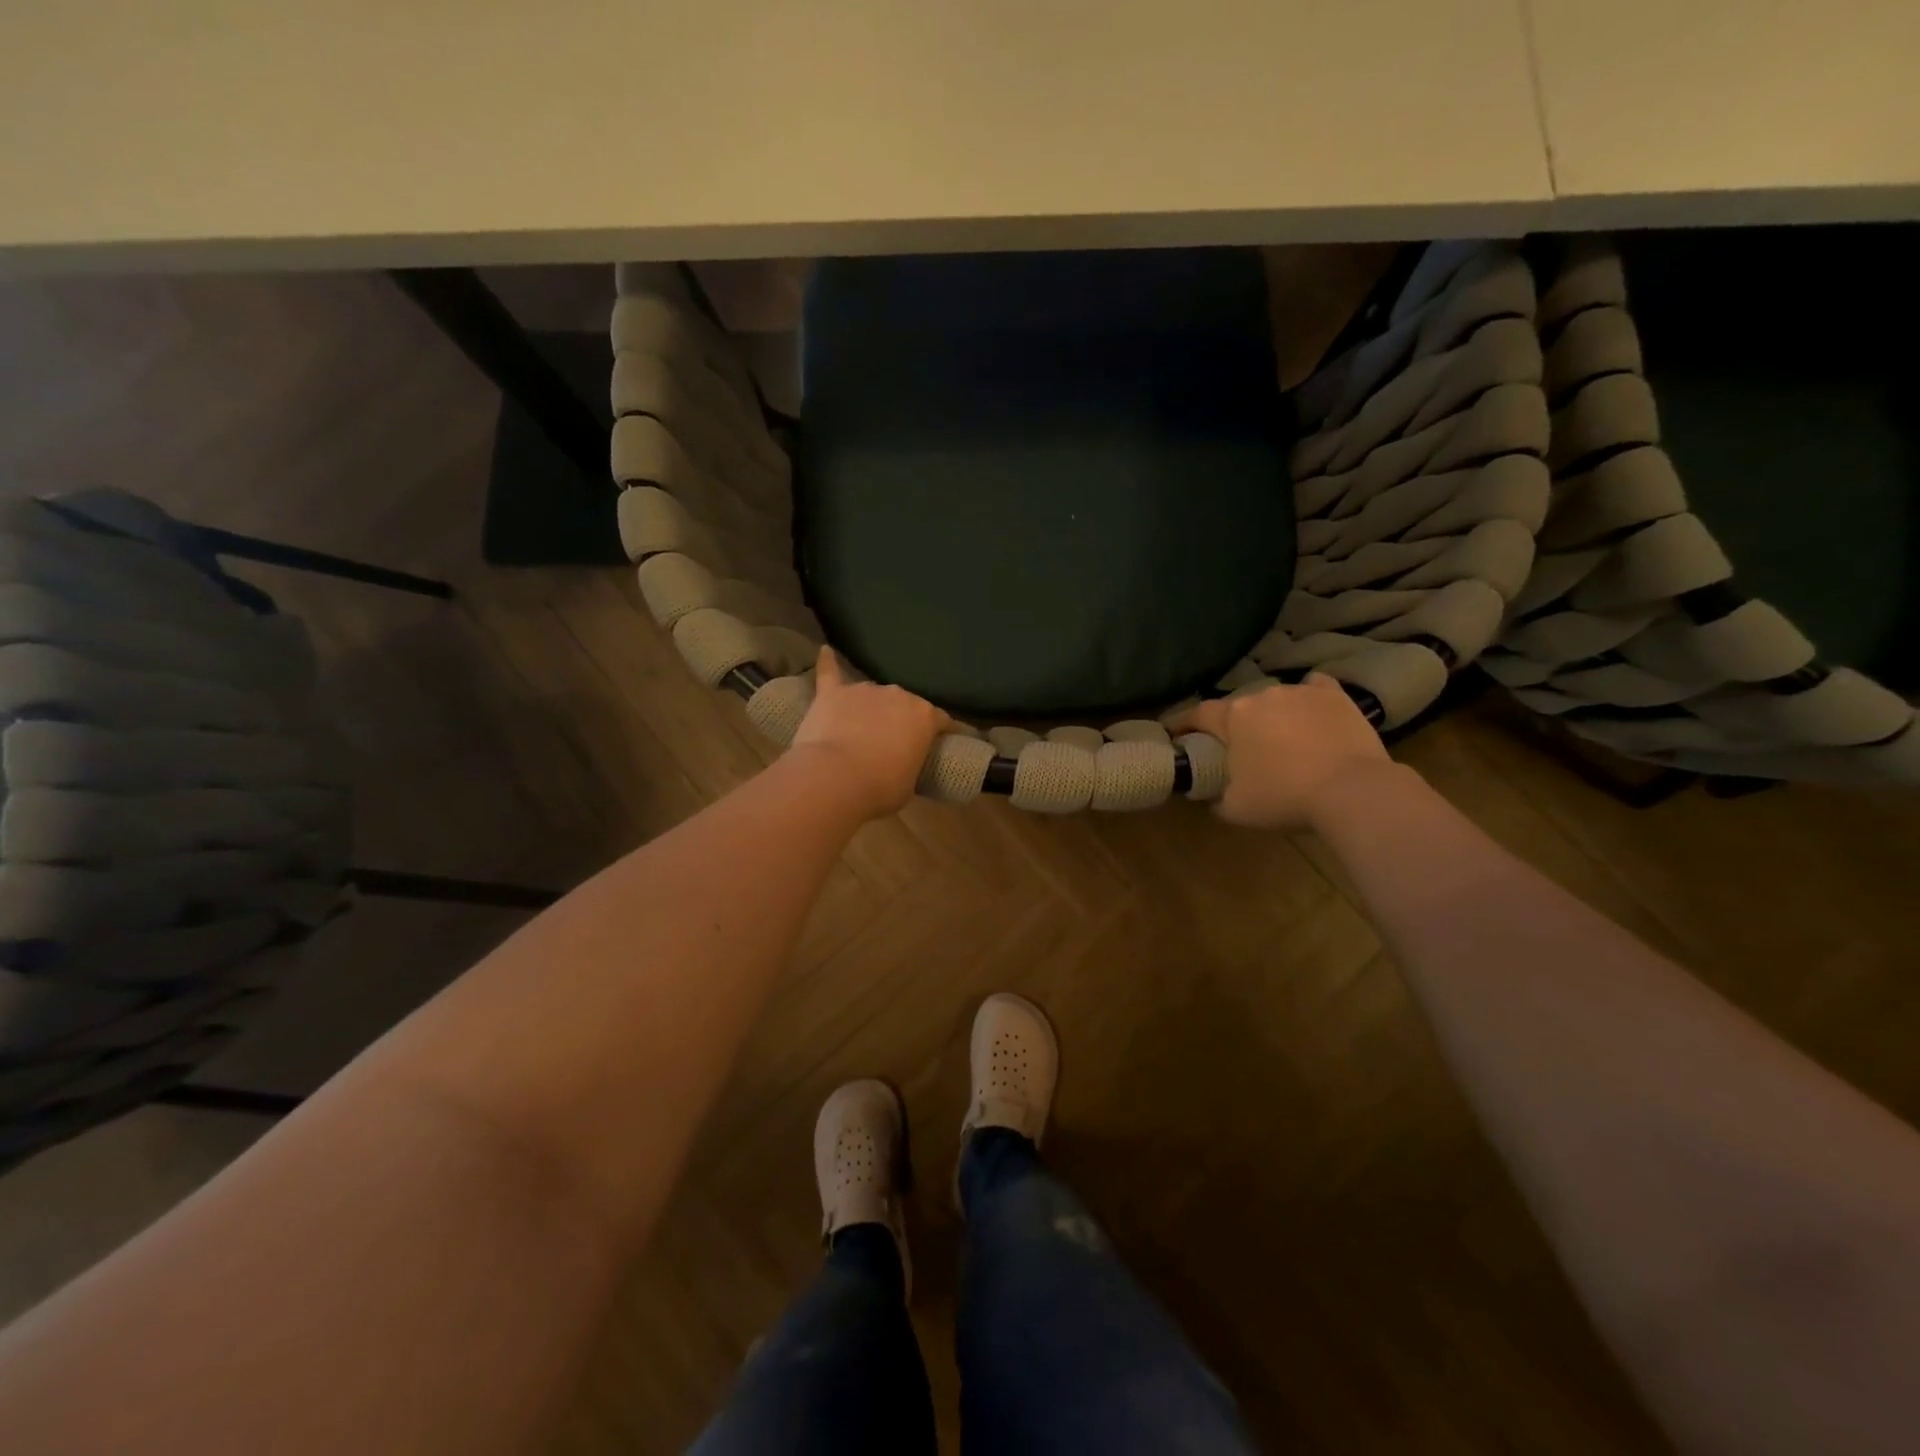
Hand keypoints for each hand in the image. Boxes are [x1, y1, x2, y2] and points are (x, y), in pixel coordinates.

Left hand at [790, 646, 950, 820]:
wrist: (835, 778)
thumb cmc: (880, 788)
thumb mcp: (909, 785)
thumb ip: (910, 766)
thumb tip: (902, 765)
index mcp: (925, 716)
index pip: (942, 720)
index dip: (943, 731)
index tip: (943, 740)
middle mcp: (898, 695)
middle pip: (905, 704)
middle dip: (901, 720)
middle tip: (893, 742)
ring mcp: (864, 691)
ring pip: (873, 695)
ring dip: (871, 708)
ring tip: (861, 727)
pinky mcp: (832, 693)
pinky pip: (830, 672)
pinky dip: (828, 662)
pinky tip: (825, 651)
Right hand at [1171, 674, 1392, 830]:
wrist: (1353, 791)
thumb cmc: (1284, 797)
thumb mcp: (1235, 809)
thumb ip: (1214, 799)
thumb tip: (1209, 796)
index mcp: (1232, 717)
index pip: (1197, 715)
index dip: (1182, 724)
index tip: (1174, 733)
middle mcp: (1262, 695)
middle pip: (1238, 708)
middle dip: (1234, 725)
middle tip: (1238, 748)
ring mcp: (1301, 691)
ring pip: (1275, 699)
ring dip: (1271, 715)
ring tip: (1280, 738)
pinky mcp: (1335, 696)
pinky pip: (1314, 689)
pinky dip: (1309, 699)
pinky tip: (1312, 713)